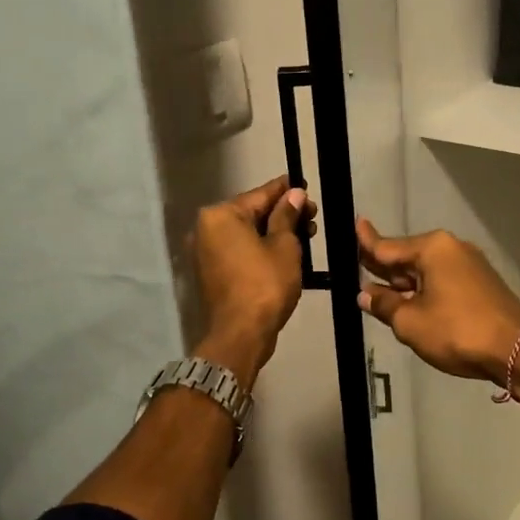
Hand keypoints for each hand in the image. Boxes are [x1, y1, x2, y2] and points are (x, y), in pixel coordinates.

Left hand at [192, 175, 315, 383]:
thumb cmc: (265, 284)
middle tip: (312, 216)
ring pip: (247, 233)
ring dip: (275, 232)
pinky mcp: (213, 272)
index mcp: (221, 215)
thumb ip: (287, 216)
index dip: (286, 190)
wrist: (241, 334)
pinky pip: (241, 250)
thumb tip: (294, 194)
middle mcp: (207, 229)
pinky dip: (262, 248)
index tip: (304, 185)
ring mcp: (207, 252)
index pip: (260, 194)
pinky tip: (286, 251)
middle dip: (283, 213)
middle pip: (252, 213)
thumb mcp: (284, 246)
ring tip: (306, 235)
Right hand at [355, 219, 519, 384]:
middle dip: (384, 265)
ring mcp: (470, 265)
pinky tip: (412, 301)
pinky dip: (425, 289)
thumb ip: (384, 305)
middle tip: (357, 264)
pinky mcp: (481, 284)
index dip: (367, 241)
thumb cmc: (457, 331)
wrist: (517, 351)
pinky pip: (443, 280)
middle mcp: (452, 249)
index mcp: (432, 249)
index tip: (355, 224)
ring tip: (378, 288)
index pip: (388, 246)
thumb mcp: (411, 322)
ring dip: (404, 282)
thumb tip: (365, 294)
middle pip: (408, 256)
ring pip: (426, 270)